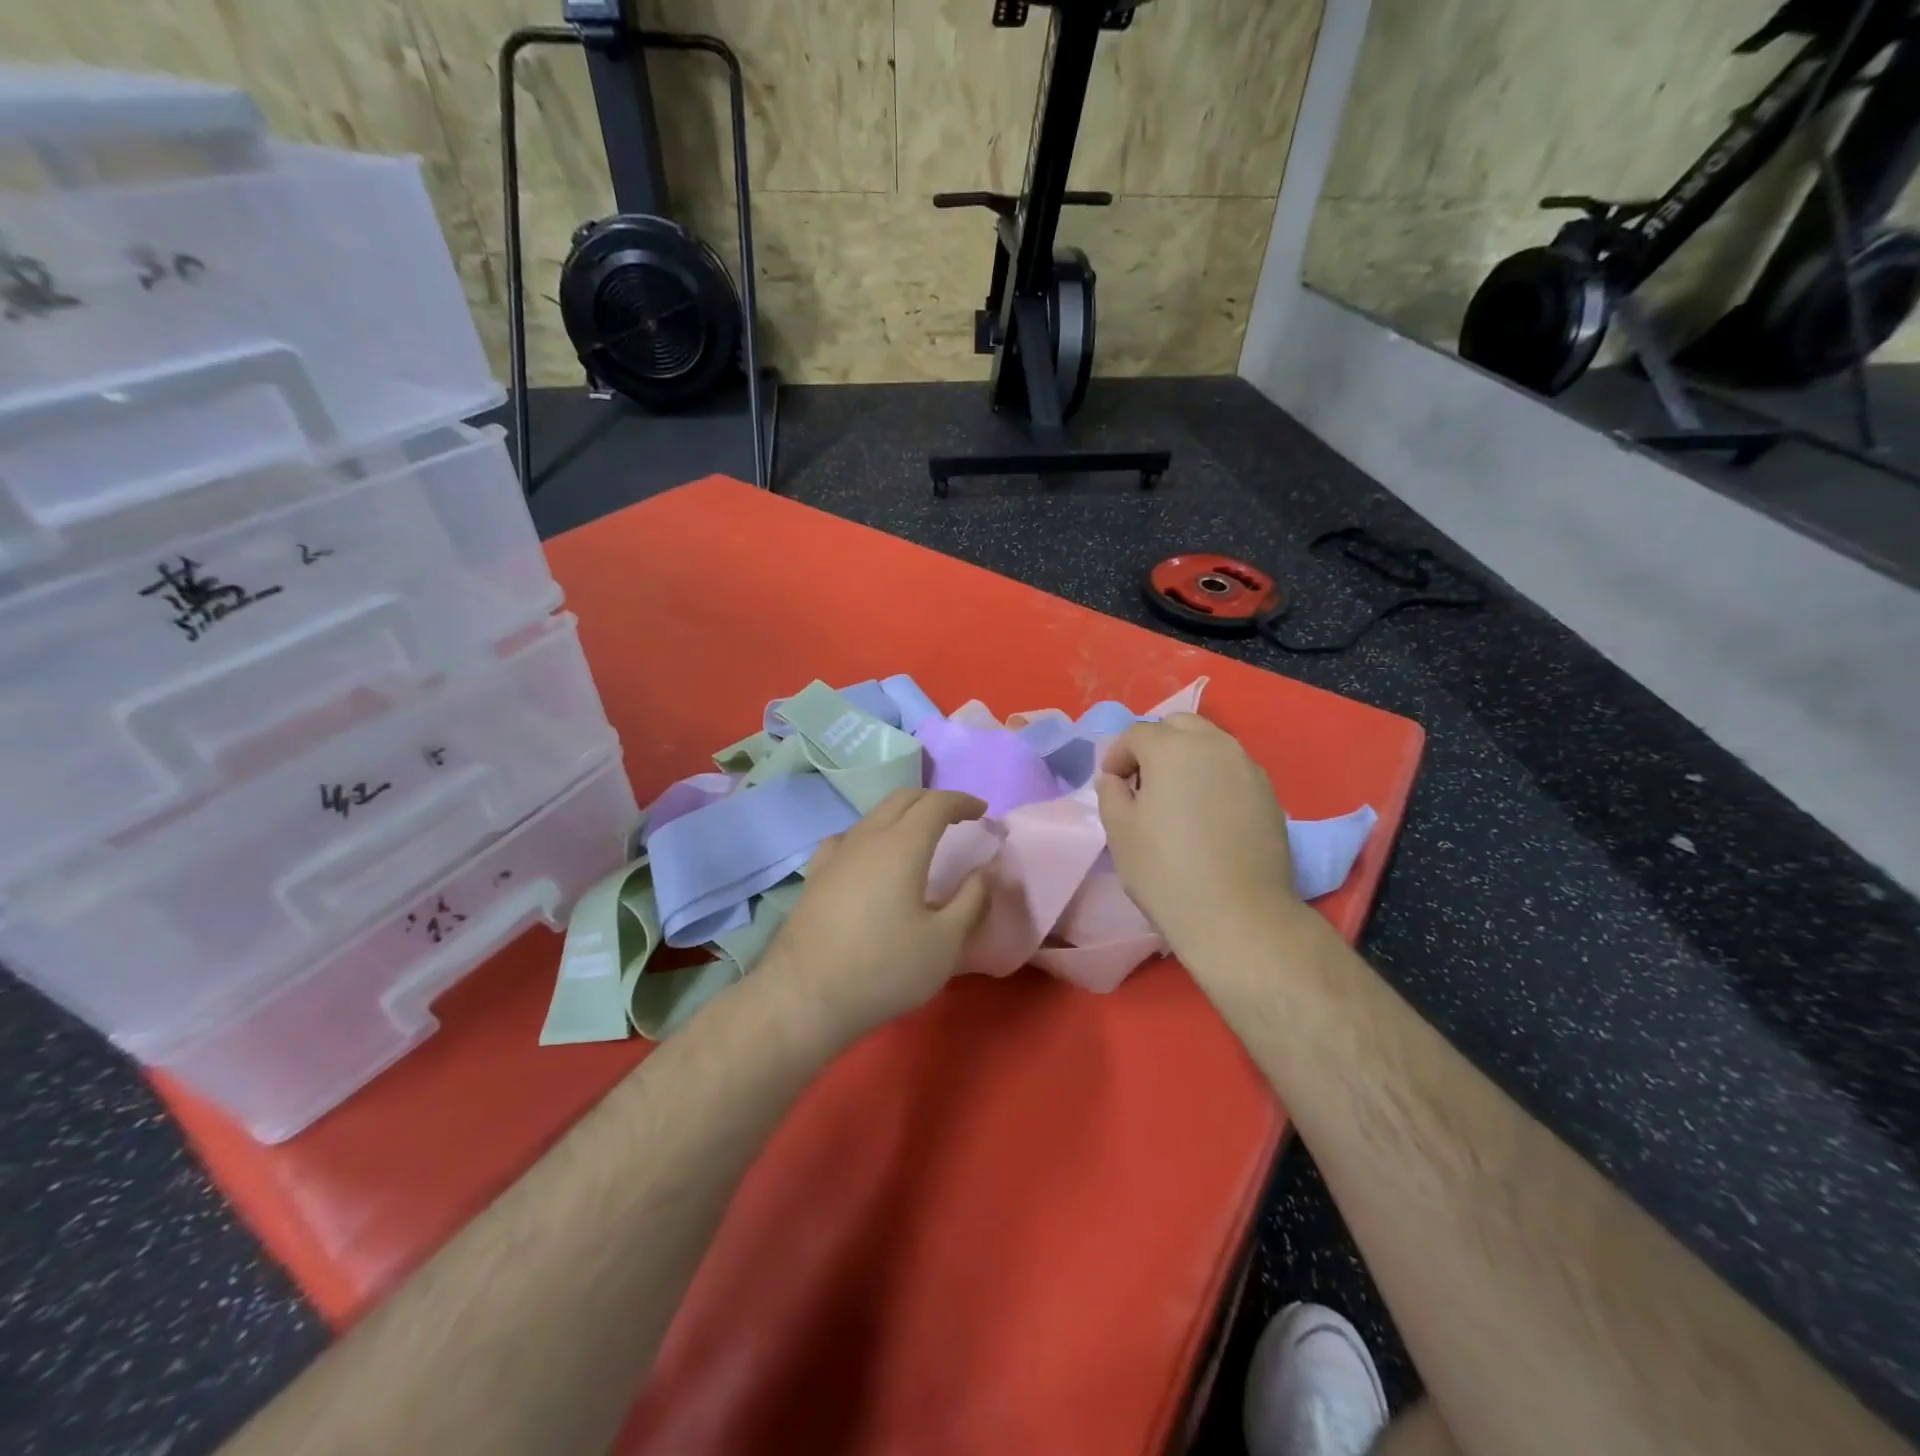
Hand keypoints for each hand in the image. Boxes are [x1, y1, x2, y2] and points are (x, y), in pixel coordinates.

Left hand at [762, 787, 991, 1036]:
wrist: (805, 997)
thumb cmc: (885, 969)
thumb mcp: (945, 942)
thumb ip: (971, 900)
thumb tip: (985, 871)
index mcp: (902, 846)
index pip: (936, 803)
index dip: (962, 802)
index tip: (982, 811)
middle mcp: (867, 838)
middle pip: (902, 799)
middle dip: (933, 801)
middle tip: (957, 818)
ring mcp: (835, 855)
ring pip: (873, 816)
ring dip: (902, 816)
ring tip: (919, 838)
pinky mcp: (815, 876)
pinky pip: (848, 838)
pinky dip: (871, 836)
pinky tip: (870, 859)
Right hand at [1093, 715, 1300, 963]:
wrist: (1238, 915)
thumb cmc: (1166, 871)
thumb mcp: (1119, 830)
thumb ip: (1110, 792)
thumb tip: (1115, 778)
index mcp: (1172, 748)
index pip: (1136, 734)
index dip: (1117, 756)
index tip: (1111, 785)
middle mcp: (1214, 744)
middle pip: (1178, 725)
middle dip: (1155, 745)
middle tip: (1143, 783)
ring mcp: (1248, 766)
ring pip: (1209, 743)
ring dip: (1186, 758)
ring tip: (1176, 798)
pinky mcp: (1269, 792)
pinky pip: (1232, 768)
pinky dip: (1213, 777)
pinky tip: (1207, 814)